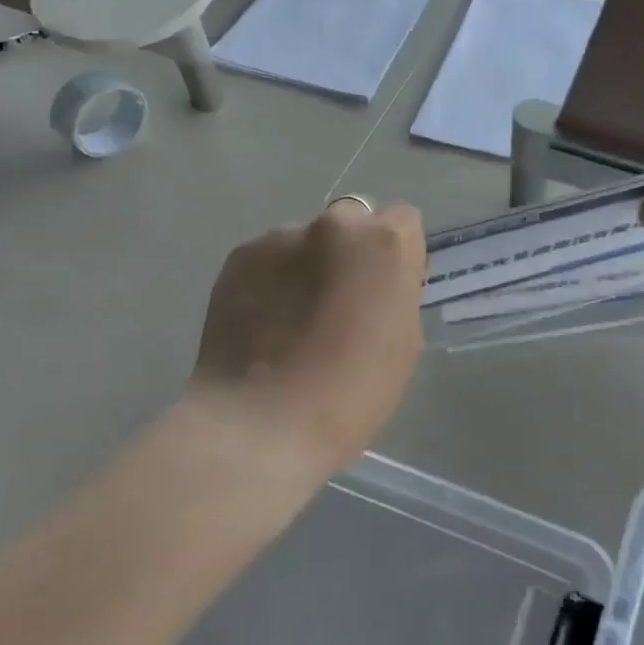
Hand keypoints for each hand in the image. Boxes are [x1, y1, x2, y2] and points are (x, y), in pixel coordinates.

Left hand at [188, 198, 426, 473]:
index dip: (397, 253)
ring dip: (307, 264)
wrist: (259, 426)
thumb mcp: (404, 343)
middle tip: (338, 298)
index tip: (384, 289)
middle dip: (350, 249)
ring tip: (290, 317)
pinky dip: (270, 279)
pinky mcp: (239, 256)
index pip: (403, 219)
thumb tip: (378, 281)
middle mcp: (335, 224)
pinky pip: (267, 257)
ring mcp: (281, 236)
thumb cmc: (350, 394)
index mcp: (385, 244)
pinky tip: (261, 321)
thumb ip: (397, 293)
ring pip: (306, 239)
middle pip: (353, 218)